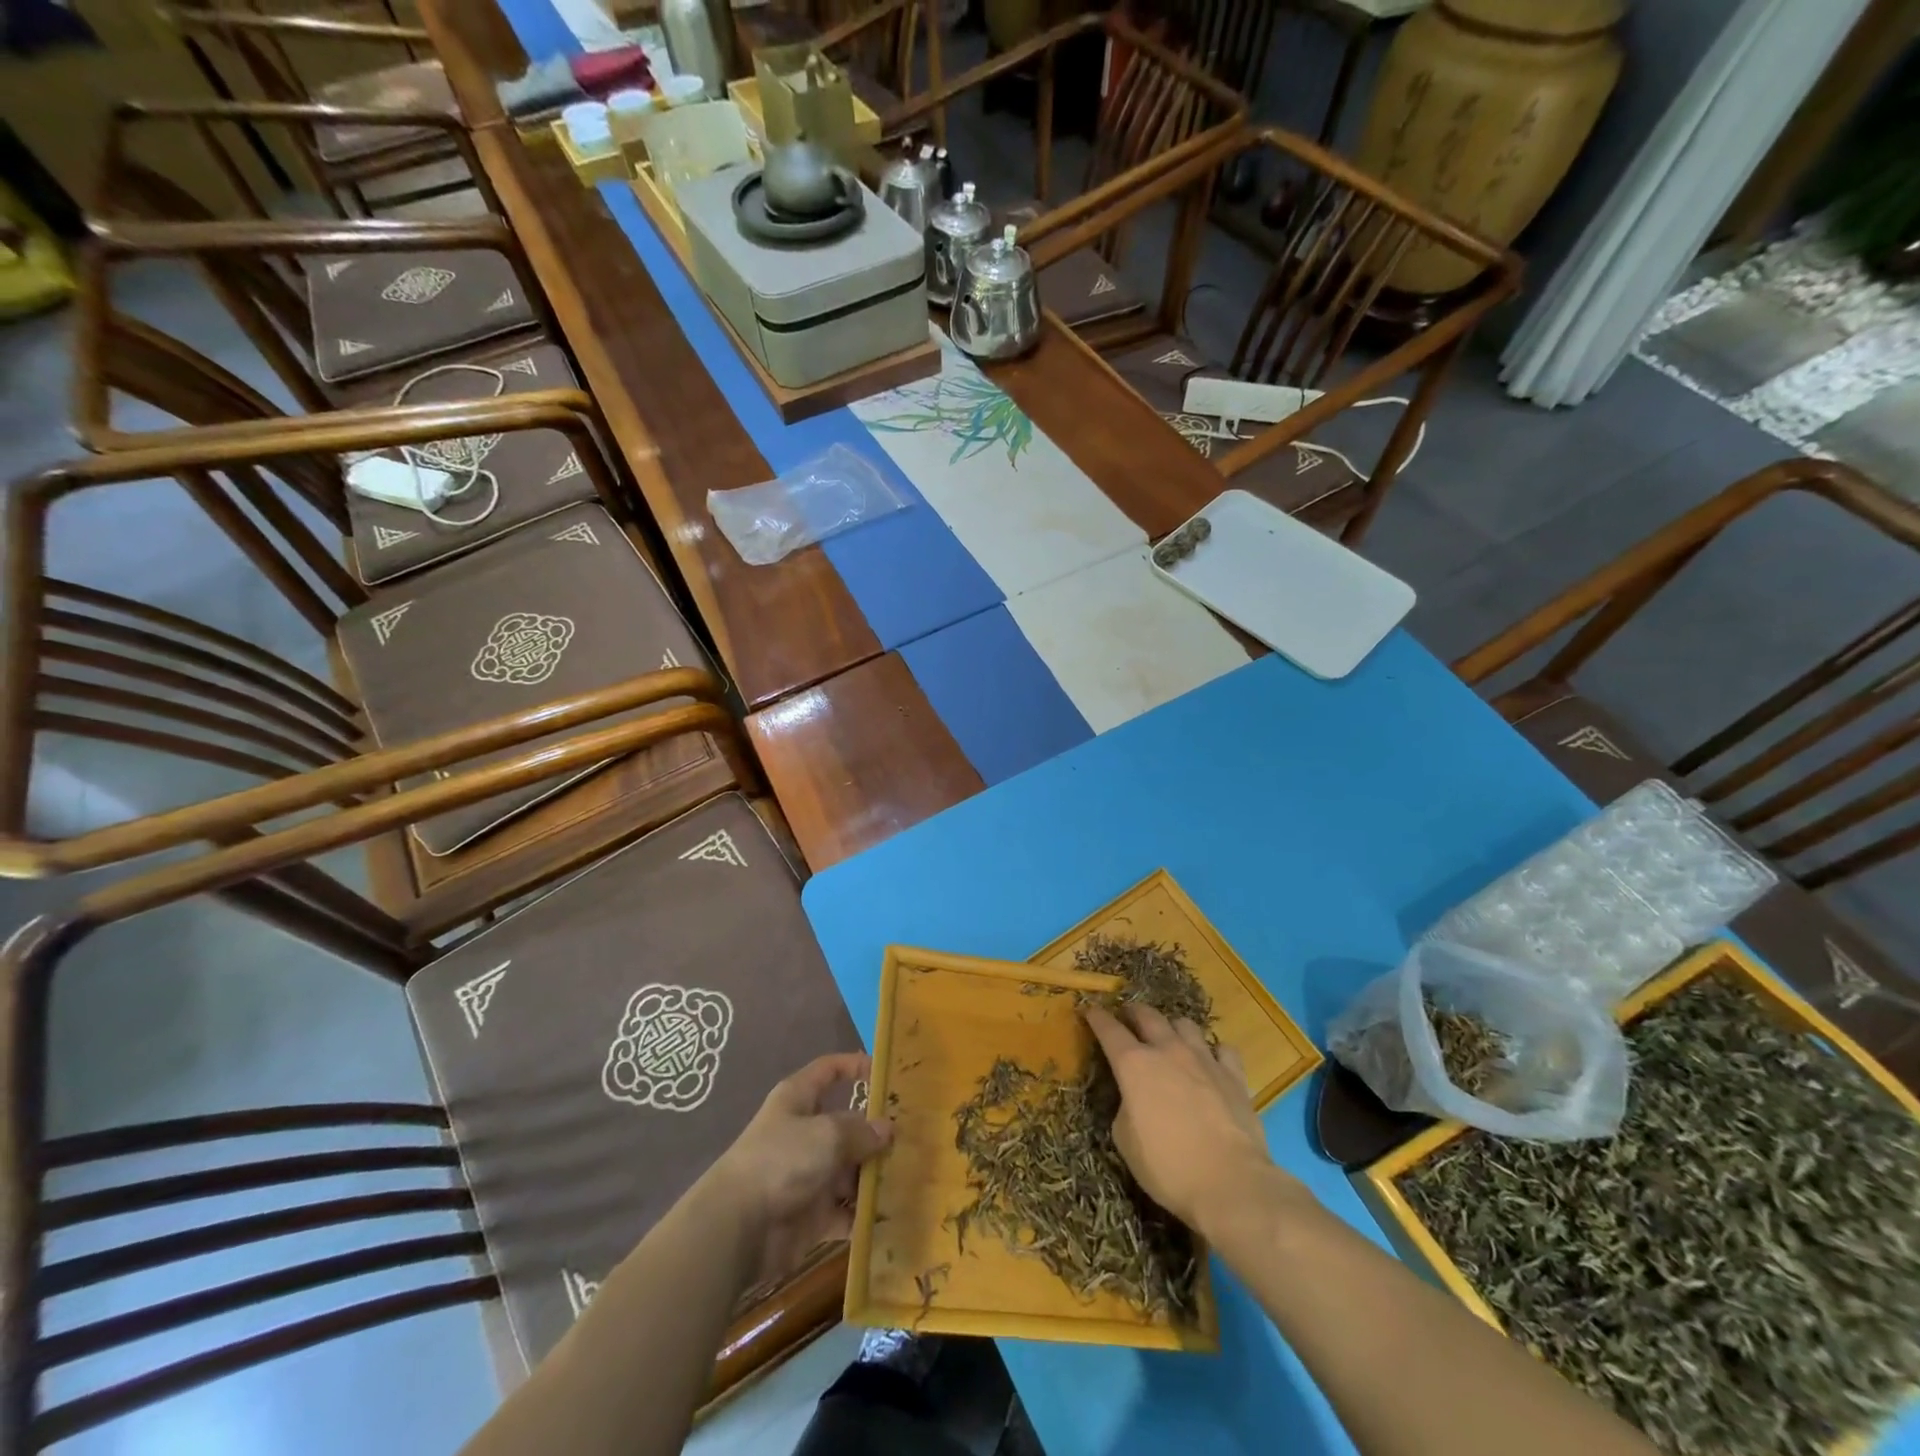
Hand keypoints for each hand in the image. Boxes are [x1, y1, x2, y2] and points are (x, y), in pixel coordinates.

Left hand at [706, 1051, 892, 1286]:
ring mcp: (808, 1174)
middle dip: (877, 1133)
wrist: (739, 1228)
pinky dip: (864, 1213)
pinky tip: (893, 1213)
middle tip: (916, 1137)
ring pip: (850, 1169)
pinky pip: (846, 1210)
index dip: (855, 1066)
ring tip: (912, 1176)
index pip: (829, 1070)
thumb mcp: (828, 1134)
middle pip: (847, 1125)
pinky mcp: (812, 1214)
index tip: (886, 1073)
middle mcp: (804, 1132)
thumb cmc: (782, 1160)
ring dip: (875, 1175)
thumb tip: (887, 1130)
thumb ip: (861, 1131)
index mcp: (799, 1099)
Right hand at [1085, 1005, 1295, 1237]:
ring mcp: (1204, 1059)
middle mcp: (1168, 1050)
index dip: (1096, 1017)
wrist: (1231, 1183)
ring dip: (1172, 1027)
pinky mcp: (1234, 1076)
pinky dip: (1213, 1052)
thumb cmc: (1168, 1167)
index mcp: (1134, 1064)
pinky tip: (1211, 1063)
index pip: (1109, 1030)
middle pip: (1147, 1015)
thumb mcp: (1125, 1141)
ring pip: (1185, 1024)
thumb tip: (1133, 1099)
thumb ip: (1124, 1108)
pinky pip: (1223, 1049)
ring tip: (1170, 1038)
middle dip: (1133, 1012)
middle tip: (1127, 1016)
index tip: (1089, 1009)